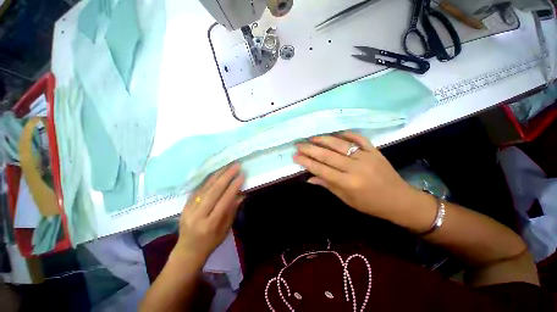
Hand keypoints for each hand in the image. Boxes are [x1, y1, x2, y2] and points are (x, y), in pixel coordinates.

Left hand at [172, 164, 244, 264]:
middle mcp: (198, 215)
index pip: (224, 201)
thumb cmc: (210, 243)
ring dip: (217, 175)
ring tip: (227, 166)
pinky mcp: (184, 206)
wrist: (187, 251)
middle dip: (226, 176)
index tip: (241, 176)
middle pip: (213, 191)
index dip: (233, 187)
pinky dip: (208, 180)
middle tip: (235, 166)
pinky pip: (198, 190)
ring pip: (205, 188)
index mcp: (210, 224)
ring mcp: (189, 209)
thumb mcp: (225, 230)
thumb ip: (232, 211)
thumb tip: (241, 194)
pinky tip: (216, 173)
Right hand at [294, 132, 418, 219]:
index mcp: (348, 183)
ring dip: (324, 139)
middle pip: (327, 155)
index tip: (295, 156)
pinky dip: (346, 134)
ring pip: (340, 144)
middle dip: (310, 149)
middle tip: (298, 144)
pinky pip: (359, 138)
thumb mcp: (346, 199)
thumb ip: (327, 185)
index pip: (321, 169)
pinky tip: (336, 133)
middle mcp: (356, 168)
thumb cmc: (370, 204)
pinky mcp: (375, 151)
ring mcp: (366, 157)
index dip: (307, 162)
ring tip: (311, 137)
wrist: (400, 200)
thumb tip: (309, 178)